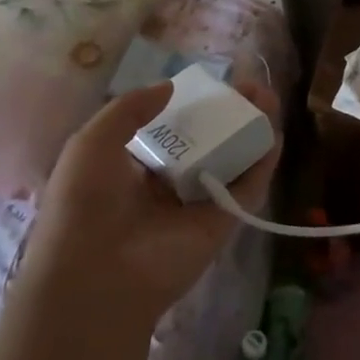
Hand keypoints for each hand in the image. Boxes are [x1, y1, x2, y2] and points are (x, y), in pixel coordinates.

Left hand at [21, 80, 282, 319]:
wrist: (97, 276)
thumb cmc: (85, 205)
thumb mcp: (91, 143)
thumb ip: (129, 109)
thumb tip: (169, 87)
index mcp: (132, 169)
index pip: (170, 131)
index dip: (192, 106)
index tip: (213, 84)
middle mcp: (167, 184)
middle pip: (208, 141)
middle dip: (230, 113)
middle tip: (250, 87)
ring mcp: (197, 204)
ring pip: (232, 160)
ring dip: (251, 130)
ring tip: (268, 99)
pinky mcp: (222, 222)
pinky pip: (247, 188)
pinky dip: (263, 162)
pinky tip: (274, 135)